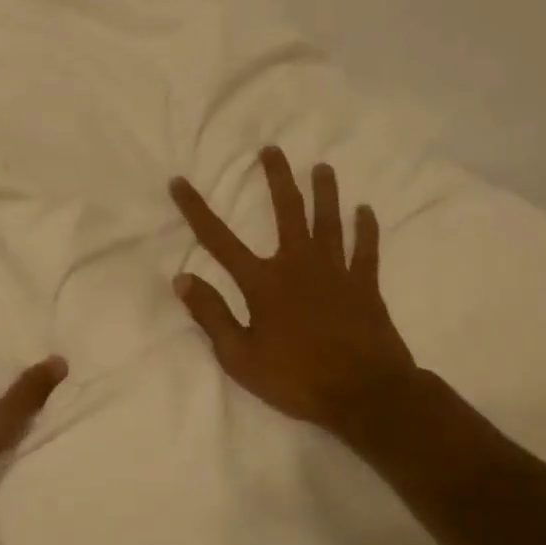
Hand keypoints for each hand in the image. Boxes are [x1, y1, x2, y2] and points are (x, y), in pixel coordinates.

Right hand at [170, 147, 418, 432]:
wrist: (364, 395)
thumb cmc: (296, 378)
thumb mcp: (239, 356)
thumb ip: (211, 315)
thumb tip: (182, 278)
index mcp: (263, 282)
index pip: (219, 239)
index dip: (196, 209)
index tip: (179, 182)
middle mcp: (298, 264)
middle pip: (287, 211)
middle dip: (277, 178)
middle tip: (272, 149)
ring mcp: (336, 272)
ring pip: (329, 221)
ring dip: (325, 192)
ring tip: (322, 167)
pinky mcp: (365, 286)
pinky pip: (366, 250)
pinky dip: (366, 229)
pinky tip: (366, 210)